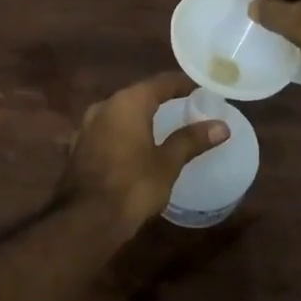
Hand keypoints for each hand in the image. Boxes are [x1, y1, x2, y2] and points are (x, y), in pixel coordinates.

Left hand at [63, 71, 229, 233]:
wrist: (86, 219)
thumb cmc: (133, 186)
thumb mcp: (167, 163)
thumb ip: (191, 140)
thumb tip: (221, 126)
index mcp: (128, 102)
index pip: (161, 82)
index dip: (182, 83)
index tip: (200, 88)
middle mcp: (105, 105)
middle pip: (138, 93)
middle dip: (161, 98)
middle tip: (185, 105)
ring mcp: (87, 125)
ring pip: (120, 111)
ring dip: (140, 115)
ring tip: (162, 124)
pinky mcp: (79, 145)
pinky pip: (108, 128)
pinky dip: (124, 131)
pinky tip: (134, 144)